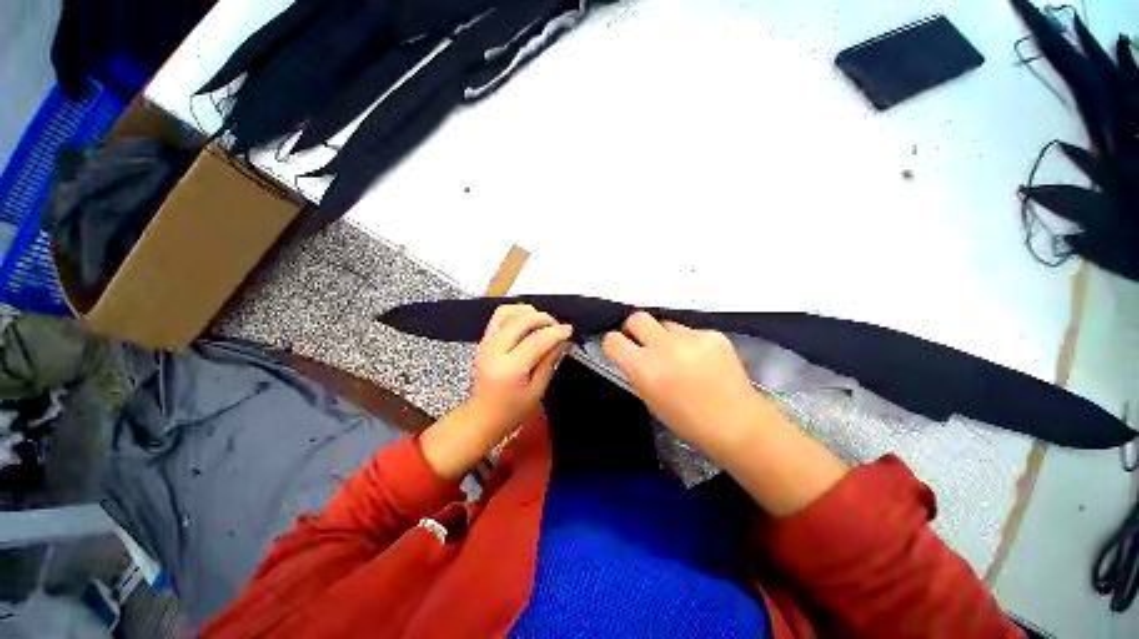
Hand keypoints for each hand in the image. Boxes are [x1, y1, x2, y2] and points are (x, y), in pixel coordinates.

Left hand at [421, 304, 570, 479]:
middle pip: (522, 320)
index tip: (569, 330)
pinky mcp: (485, 339)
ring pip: (509, 311)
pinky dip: (516, 312)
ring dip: (530, 313)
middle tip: (558, 328)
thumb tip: (562, 340)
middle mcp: (494, 350)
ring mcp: (486, 342)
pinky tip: (528, 320)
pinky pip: (500, 315)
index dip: (556, 332)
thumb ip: (549, 362)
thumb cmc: (512, 410)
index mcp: (509, 369)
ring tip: (543, 324)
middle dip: (545, 319)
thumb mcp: (538, 390)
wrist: (484, 415)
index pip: (536, 340)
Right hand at [602, 312, 768, 457]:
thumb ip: (636, 371)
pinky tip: (701, 360)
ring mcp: (691, 338)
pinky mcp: (713, 334)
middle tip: (643, 343)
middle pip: (637, 318)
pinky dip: (688, 342)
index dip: (613, 345)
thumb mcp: (650, 398)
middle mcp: (665, 347)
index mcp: (645, 368)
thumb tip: (629, 354)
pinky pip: (689, 330)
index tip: (620, 350)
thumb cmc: (687, 420)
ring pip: (665, 323)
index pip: (613, 340)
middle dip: (635, 329)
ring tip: (678, 355)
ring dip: (664, 336)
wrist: (737, 423)